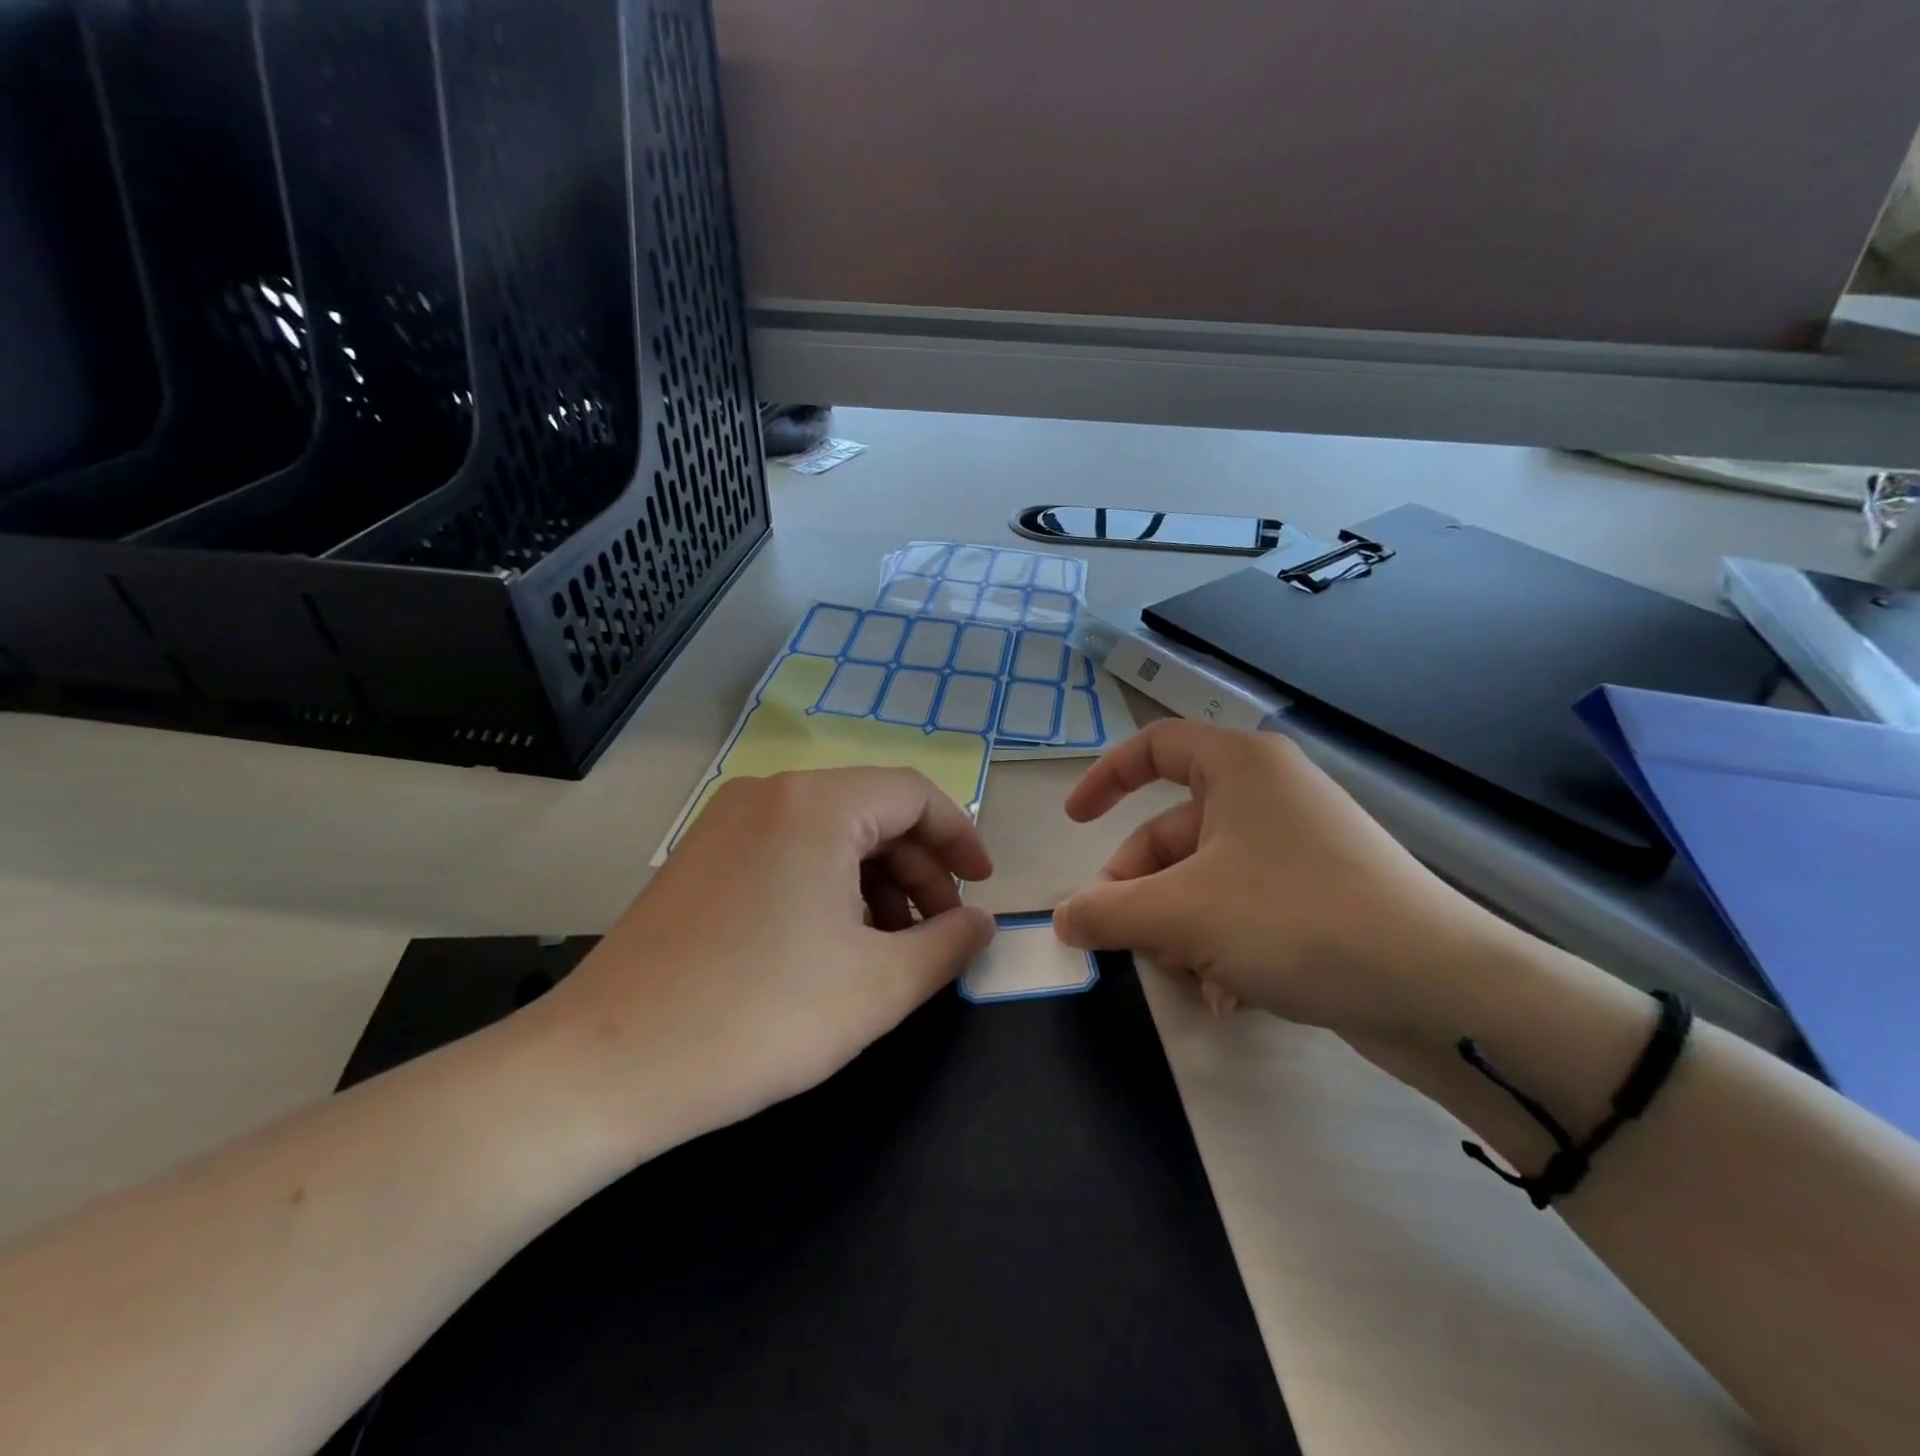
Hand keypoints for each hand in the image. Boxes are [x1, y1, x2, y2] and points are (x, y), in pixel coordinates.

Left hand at [524, 769, 995, 1159]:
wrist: (604, 1067)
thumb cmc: (760, 1017)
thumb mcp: (880, 985)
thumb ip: (949, 944)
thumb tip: (981, 922)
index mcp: (816, 804)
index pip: (914, 794)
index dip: (960, 837)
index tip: (982, 889)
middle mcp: (769, 793)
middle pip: (872, 813)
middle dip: (919, 869)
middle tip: (939, 931)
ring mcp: (725, 822)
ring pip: (829, 834)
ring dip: (875, 882)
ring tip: (890, 947)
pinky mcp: (700, 857)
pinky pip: (787, 851)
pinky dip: (827, 886)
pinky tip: (832, 945)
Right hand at [1052, 721, 1500, 1044]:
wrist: (1441, 991)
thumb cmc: (1295, 920)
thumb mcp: (1182, 914)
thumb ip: (1108, 912)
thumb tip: (1063, 920)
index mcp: (1240, 767)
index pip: (1154, 745)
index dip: (1106, 778)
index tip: (1075, 823)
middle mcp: (1270, 795)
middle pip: (1173, 831)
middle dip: (1141, 888)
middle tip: (1119, 936)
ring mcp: (1299, 845)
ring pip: (1206, 878)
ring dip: (1180, 928)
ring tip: (1187, 976)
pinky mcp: (1322, 894)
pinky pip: (1246, 907)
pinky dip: (1223, 944)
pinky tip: (1228, 995)